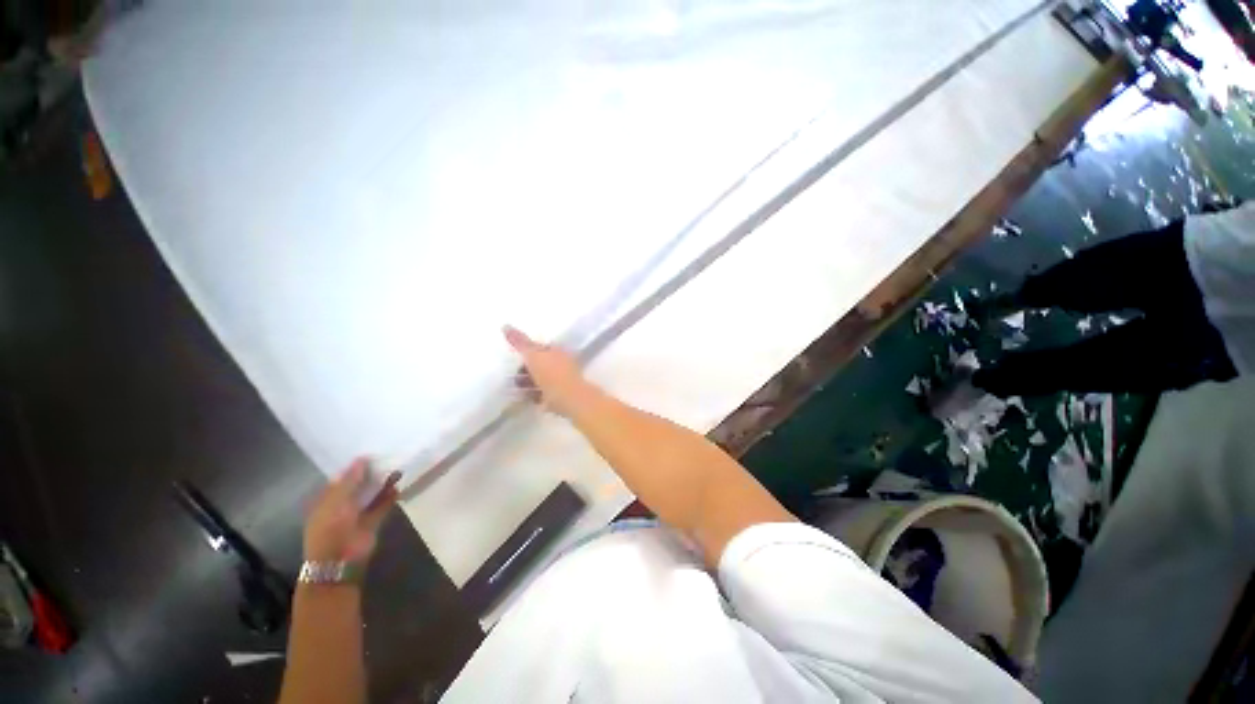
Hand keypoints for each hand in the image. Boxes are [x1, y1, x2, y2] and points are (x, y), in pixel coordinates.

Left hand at [304, 459, 398, 562]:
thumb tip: (361, 459)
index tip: (369, 453)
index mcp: (325, 501)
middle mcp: (341, 506)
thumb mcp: (336, 501)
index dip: (352, 467)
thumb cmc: (331, 528)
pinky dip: (390, 496)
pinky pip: (382, 505)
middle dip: (370, 474)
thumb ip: (349, 480)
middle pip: (357, 486)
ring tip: (396, 467)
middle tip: (386, 457)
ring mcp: (357, 515)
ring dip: (382, 484)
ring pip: (371, 495)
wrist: (340, 560)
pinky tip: (399, 485)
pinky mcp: (372, 522)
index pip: (339, 480)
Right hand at [504, 325, 593, 416]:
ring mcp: (562, 380)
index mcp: (558, 351)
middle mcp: (562, 363)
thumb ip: (520, 342)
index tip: (515, 356)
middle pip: (541, 363)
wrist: (568, 398)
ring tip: (514, 386)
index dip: (528, 351)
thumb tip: (506, 325)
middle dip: (527, 368)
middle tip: (512, 373)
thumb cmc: (551, 373)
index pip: (542, 347)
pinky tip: (523, 396)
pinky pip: (543, 393)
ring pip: (542, 378)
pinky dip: (533, 393)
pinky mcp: (559, 396)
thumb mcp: (533, 354)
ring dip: (528, 381)